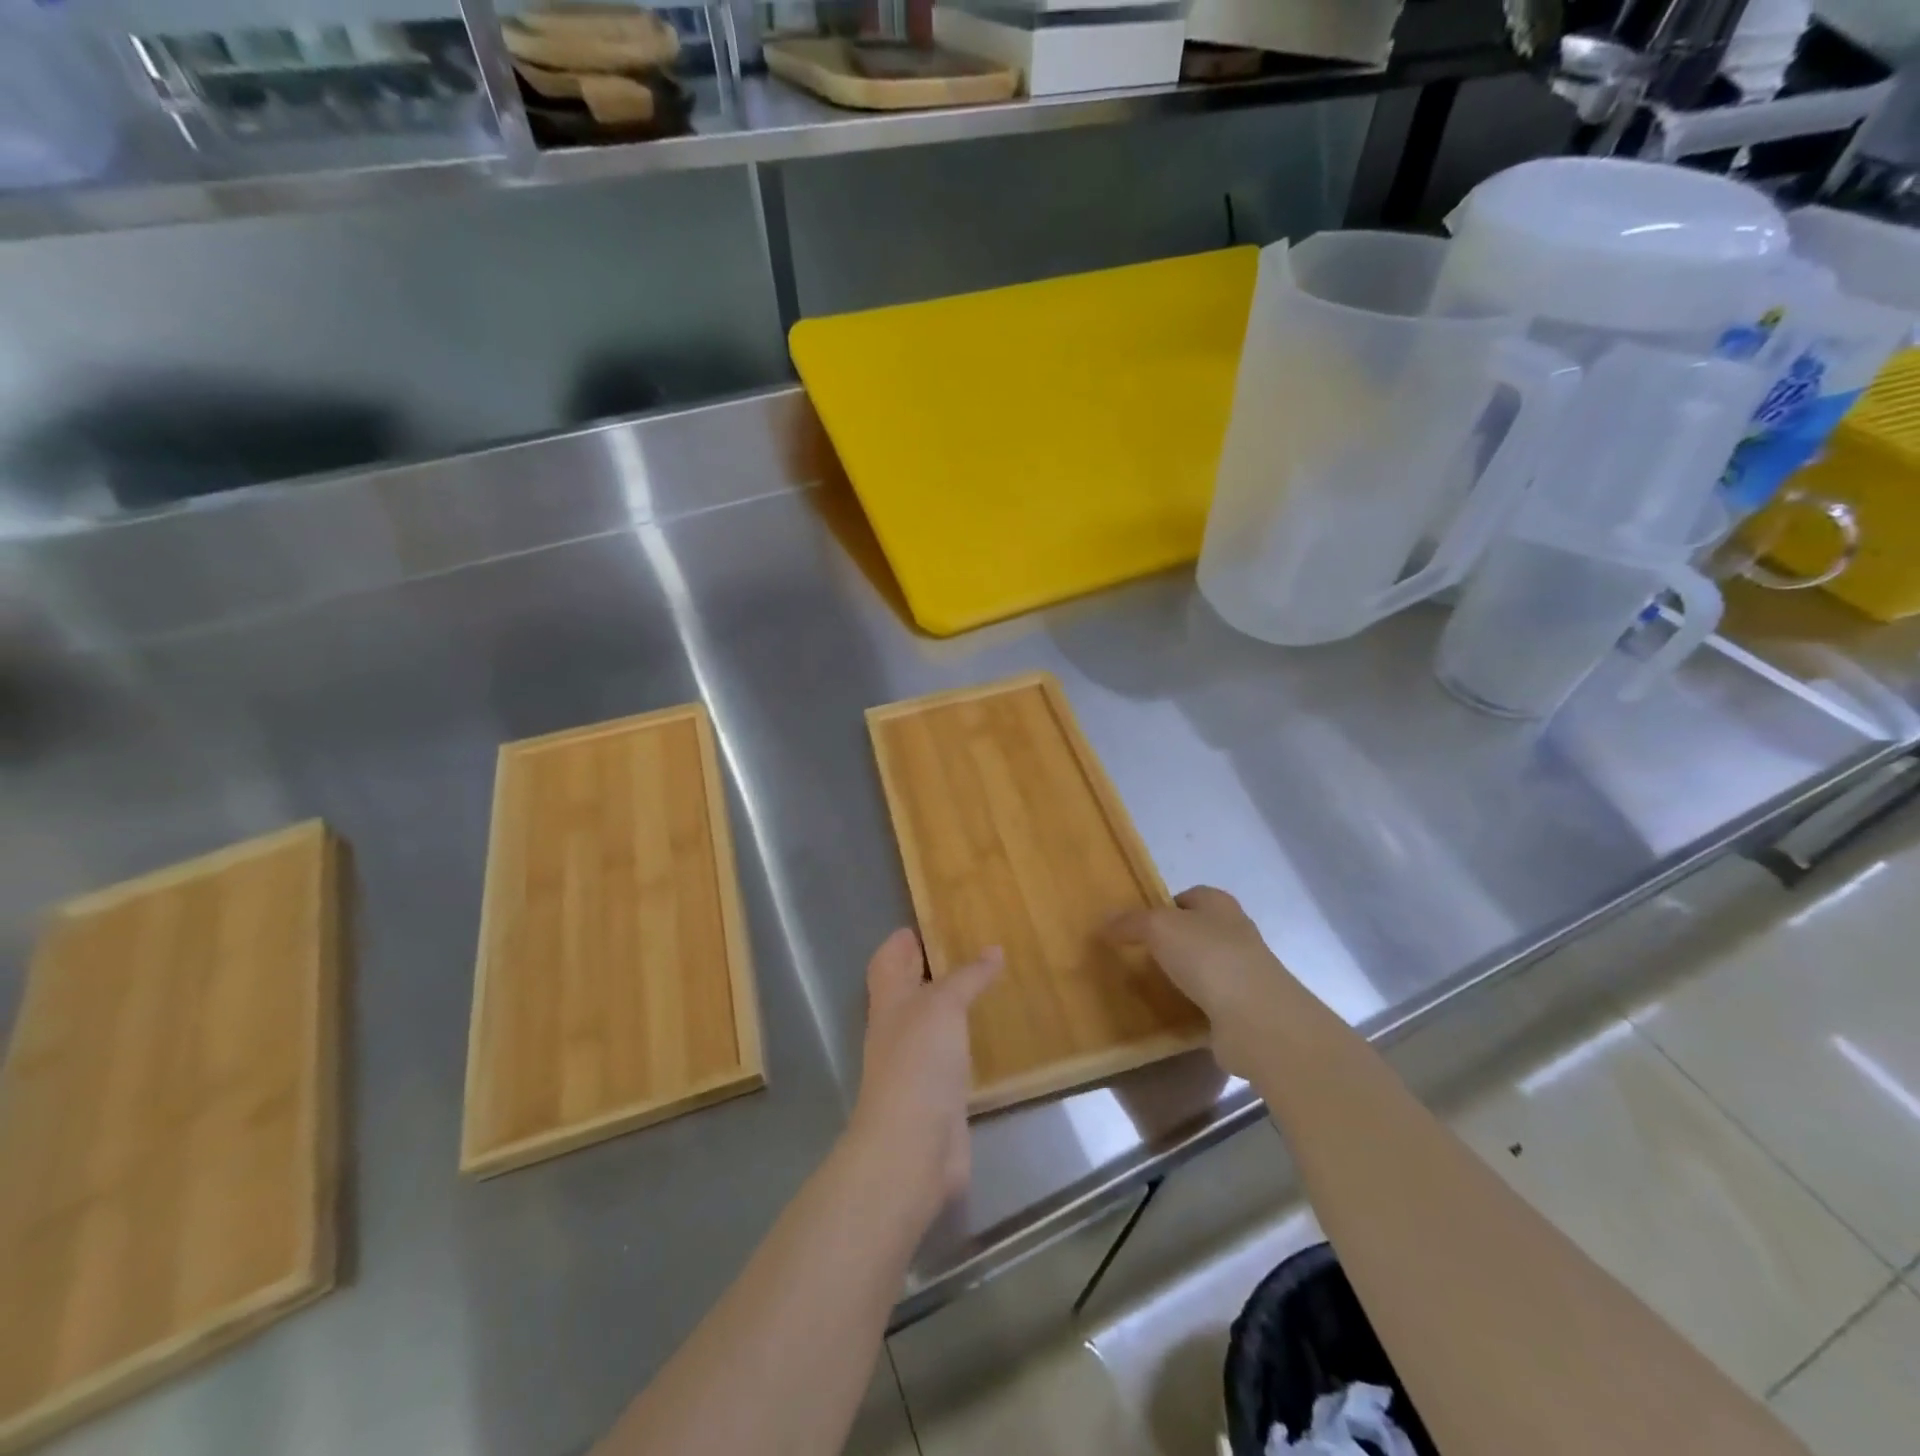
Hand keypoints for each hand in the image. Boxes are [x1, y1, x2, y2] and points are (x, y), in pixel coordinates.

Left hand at [847, 929, 1000, 1224]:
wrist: (912, 1147)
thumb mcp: (943, 1005)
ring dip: (951, 1003)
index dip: (901, 941)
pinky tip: (988, 1033)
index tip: (926, 922)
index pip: (888, 960)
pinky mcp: (937, 1093)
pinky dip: (965, 1039)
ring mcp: (915, 1063)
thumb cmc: (918, 1061)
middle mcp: (897, 1027)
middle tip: (966, 945)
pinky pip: (951, 1054)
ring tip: (985, 983)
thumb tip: (993, 949)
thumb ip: (967, 977)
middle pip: (908, 988)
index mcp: (889, 1000)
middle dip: (929, 967)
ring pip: (932, 1021)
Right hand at [1107, 887, 1294, 1078]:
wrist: (1255, 1017)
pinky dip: (1192, 1006)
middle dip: (1172, 942)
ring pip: (1204, 967)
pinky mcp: (1244, 1009)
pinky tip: (1170, 1013)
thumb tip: (1105, 921)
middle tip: (1138, 955)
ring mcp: (1243, 973)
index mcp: (1220, 905)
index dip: (1164, 906)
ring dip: (1182, 975)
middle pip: (1197, 931)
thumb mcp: (1159, 928)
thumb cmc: (1207, 956)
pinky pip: (1210, 1001)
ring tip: (1149, 986)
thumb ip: (1131, 922)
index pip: (1190, 896)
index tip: (1138, 924)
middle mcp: (1236, 933)